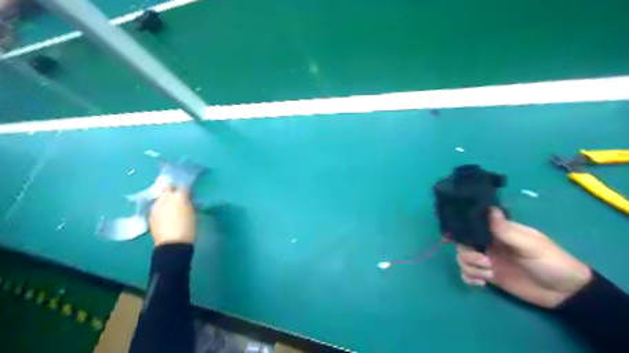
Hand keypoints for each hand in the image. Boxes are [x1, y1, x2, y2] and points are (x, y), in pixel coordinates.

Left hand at [149, 188, 196, 244]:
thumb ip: (189, 204)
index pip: (183, 186)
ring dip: (166, 199)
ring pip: (161, 197)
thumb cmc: (188, 228)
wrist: (173, 243)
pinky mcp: (151, 214)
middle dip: (173, 190)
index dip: (187, 191)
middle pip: (168, 188)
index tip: (190, 196)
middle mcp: (165, 198)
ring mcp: (156, 206)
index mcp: (179, 197)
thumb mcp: (193, 214)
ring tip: (171, 207)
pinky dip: (161, 208)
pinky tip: (165, 215)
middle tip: (178, 198)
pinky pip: (157, 207)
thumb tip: (187, 201)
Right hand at [455, 208, 592, 306]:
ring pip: (463, 259)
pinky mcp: (489, 276)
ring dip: (471, 268)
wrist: (565, 292)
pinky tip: (483, 283)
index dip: (463, 231)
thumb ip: (505, 230)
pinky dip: (469, 278)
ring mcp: (487, 260)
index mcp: (497, 232)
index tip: (461, 238)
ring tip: (489, 274)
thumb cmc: (551, 262)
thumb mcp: (530, 245)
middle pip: (463, 244)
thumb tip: (489, 208)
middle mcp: (489, 244)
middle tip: (486, 262)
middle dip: (469, 255)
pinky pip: (468, 274)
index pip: (472, 226)